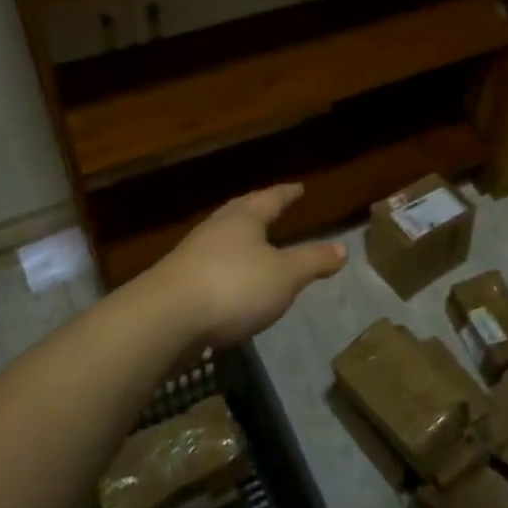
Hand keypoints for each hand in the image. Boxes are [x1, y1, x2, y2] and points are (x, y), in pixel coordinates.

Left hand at [141, 184, 346, 349]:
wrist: (165, 319)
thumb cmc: (234, 286)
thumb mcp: (285, 276)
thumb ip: (313, 261)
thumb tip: (342, 248)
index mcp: (243, 219)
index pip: (270, 199)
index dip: (286, 194)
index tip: (298, 187)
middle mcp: (215, 229)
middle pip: (239, 212)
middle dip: (257, 208)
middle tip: (270, 205)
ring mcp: (191, 255)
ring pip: (221, 238)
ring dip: (238, 239)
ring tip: (252, 244)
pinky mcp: (177, 284)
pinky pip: (208, 266)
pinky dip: (224, 267)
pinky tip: (229, 283)